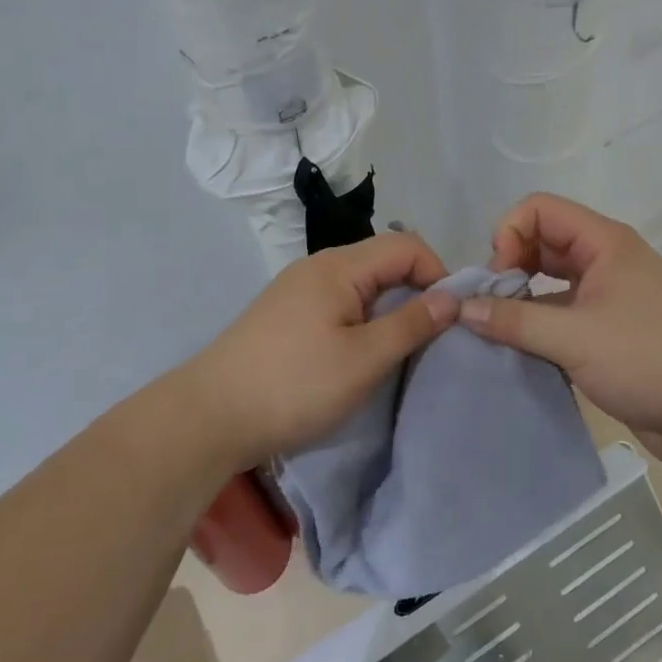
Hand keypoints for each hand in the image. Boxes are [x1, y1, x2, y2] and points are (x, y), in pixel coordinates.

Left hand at [179, 233, 459, 468]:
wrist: (209, 416)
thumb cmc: (294, 385)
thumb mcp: (363, 359)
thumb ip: (411, 324)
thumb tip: (452, 297)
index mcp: (339, 266)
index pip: (406, 245)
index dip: (437, 274)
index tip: (450, 317)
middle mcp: (318, 266)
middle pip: (383, 260)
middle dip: (416, 291)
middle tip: (431, 336)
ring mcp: (298, 290)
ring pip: (362, 284)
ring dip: (389, 308)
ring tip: (401, 349)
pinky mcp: (286, 314)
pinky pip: (340, 302)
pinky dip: (363, 319)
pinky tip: (361, 353)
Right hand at [460, 194, 661, 466]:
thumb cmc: (650, 360)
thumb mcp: (575, 338)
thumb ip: (515, 320)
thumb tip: (461, 308)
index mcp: (605, 242)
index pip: (540, 209)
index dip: (509, 234)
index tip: (498, 278)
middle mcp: (606, 260)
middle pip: (542, 241)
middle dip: (510, 265)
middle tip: (492, 305)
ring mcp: (609, 296)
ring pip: (550, 279)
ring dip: (521, 297)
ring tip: (499, 328)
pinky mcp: (609, 330)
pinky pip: (561, 312)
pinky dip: (537, 323)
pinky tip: (521, 348)